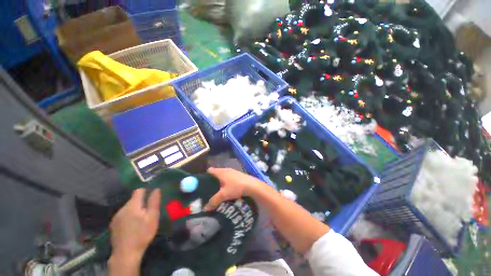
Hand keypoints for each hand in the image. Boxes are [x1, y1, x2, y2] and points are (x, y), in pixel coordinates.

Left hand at [109, 188, 160, 263]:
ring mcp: (116, 217)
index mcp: (132, 205)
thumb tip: (156, 189)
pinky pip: (123, 215)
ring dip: (135, 210)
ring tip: (141, 220)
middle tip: (148, 213)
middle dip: (141, 203)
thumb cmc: (142, 233)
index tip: (152, 198)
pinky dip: (129, 217)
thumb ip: (154, 202)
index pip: (139, 191)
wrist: (125, 253)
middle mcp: (122, 208)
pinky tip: (132, 226)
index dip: (146, 191)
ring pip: (128, 208)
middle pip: (133, 200)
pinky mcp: (113, 225)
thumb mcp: (153, 217)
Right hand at [204, 167, 264, 210]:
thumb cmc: (236, 187)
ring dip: (220, 181)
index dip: (205, 176)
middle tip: (209, 189)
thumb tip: (205, 208)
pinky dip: (226, 182)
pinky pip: (229, 177)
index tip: (202, 184)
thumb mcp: (224, 195)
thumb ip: (214, 201)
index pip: (210, 170)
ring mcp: (233, 171)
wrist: (252, 185)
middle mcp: (226, 169)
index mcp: (221, 172)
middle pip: (216, 173)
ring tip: (218, 190)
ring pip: (223, 175)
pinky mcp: (238, 175)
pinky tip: (227, 189)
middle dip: (212, 180)